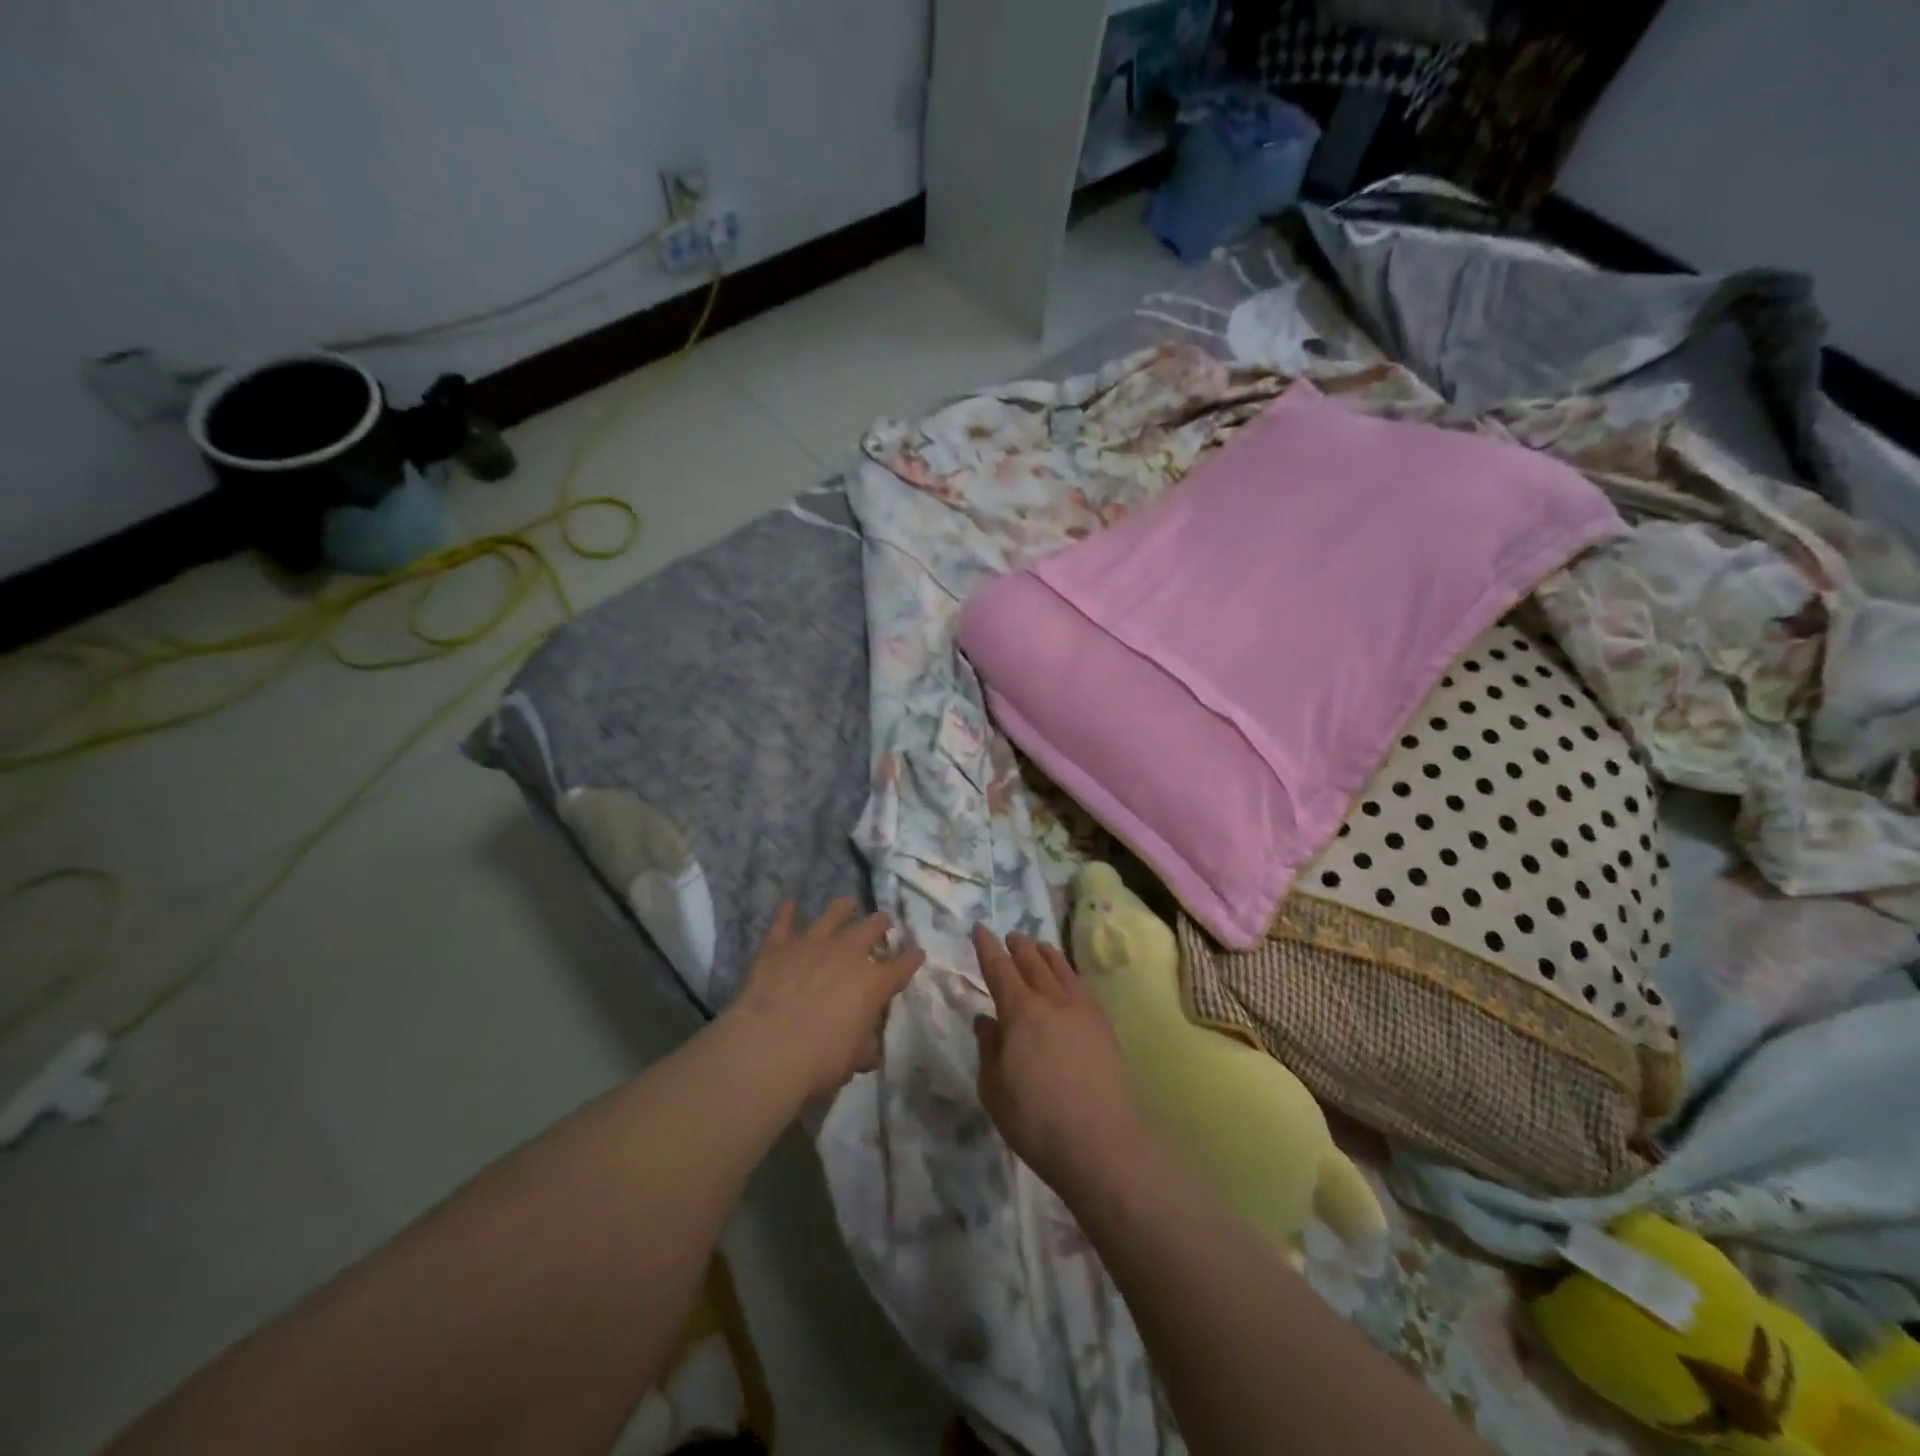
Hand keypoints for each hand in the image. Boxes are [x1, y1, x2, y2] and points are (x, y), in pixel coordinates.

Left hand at [723, 898, 924, 1102]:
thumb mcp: (853, 1061)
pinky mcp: (778, 947)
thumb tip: (870, 1048)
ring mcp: (812, 944)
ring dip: (843, 908)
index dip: (912, 958)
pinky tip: (790, 902)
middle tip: (882, 924)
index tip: (918, 953)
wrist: (767, 1051)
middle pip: (871, 927)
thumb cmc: (819, 1062)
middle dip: (880, 924)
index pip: (902, 965)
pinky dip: (787, 912)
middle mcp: (847, 953)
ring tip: (848, 903)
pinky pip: (783, 922)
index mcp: (873, 982)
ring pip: (833, 914)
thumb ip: (864, 1047)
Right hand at [971, 924, 1150, 1198]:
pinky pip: (1082, 985)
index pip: (999, 968)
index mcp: (1019, 1011)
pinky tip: (1069, 977)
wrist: (1103, 1142)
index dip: (987, 947)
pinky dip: (1070, 972)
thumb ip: (988, 1049)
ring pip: (1060, 968)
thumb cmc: (1037, 1121)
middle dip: (1018, 946)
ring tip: (1038, 946)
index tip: (980, 928)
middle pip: (1032, 962)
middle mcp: (1051, 1000)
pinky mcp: (1104, 1024)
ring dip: (1045, 953)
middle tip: (1010, 936)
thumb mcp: (995, 1090)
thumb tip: (985, 1020)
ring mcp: (1082, 1009)